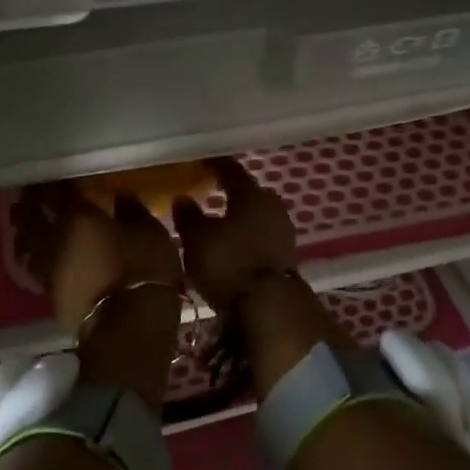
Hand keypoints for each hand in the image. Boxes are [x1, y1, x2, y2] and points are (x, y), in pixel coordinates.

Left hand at [13, 183, 184, 334]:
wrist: (128, 326)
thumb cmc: (143, 269)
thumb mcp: (149, 231)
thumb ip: (131, 210)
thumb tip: (120, 196)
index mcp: (77, 215)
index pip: (59, 192)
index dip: (54, 183)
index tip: (52, 175)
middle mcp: (54, 238)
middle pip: (33, 217)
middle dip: (30, 204)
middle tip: (28, 194)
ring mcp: (49, 269)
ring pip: (28, 243)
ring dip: (24, 230)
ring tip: (23, 222)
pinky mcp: (50, 295)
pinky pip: (36, 267)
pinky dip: (34, 255)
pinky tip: (37, 255)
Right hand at [172, 157, 298, 312]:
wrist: (270, 306)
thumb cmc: (229, 263)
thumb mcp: (197, 239)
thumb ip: (188, 215)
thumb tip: (183, 198)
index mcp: (250, 193)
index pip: (230, 169)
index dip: (213, 165)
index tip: (199, 162)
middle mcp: (271, 204)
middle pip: (247, 191)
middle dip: (228, 191)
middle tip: (207, 191)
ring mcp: (283, 229)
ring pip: (255, 213)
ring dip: (239, 215)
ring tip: (217, 220)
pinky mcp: (286, 253)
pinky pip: (261, 233)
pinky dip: (246, 234)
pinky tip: (233, 243)